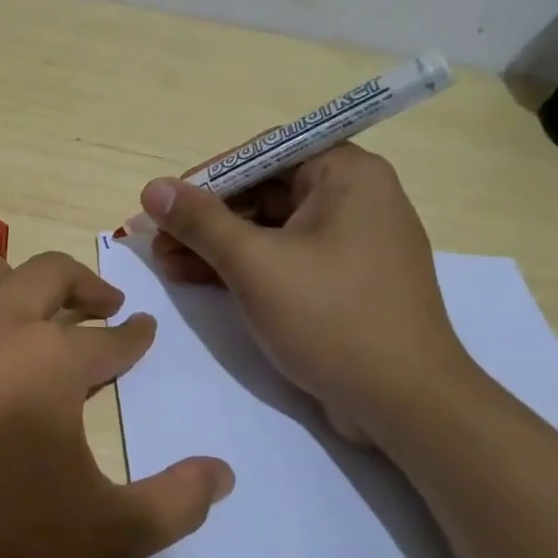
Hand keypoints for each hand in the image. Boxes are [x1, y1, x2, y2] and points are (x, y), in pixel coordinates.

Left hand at [0, 243, 232, 557]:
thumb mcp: (105, 535)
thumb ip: (174, 503)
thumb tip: (222, 474)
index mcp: (50, 359)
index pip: (108, 339)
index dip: (133, 337)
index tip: (144, 331)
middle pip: (46, 275)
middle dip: (84, 283)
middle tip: (104, 304)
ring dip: (1, 270)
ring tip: (20, 300)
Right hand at [140, 144, 472, 443]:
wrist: (405, 403)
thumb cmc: (331, 317)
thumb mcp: (254, 264)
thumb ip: (200, 222)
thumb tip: (153, 188)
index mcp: (347, 175)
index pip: (264, 153)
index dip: (209, 176)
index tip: (167, 202)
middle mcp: (354, 198)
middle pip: (264, 191)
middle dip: (206, 217)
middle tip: (158, 241)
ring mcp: (351, 243)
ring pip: (270, 229)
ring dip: (217, 245)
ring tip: (166, 264)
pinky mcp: (344, 282)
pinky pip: (285, 259)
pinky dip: (243, 268)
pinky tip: (198, 280)